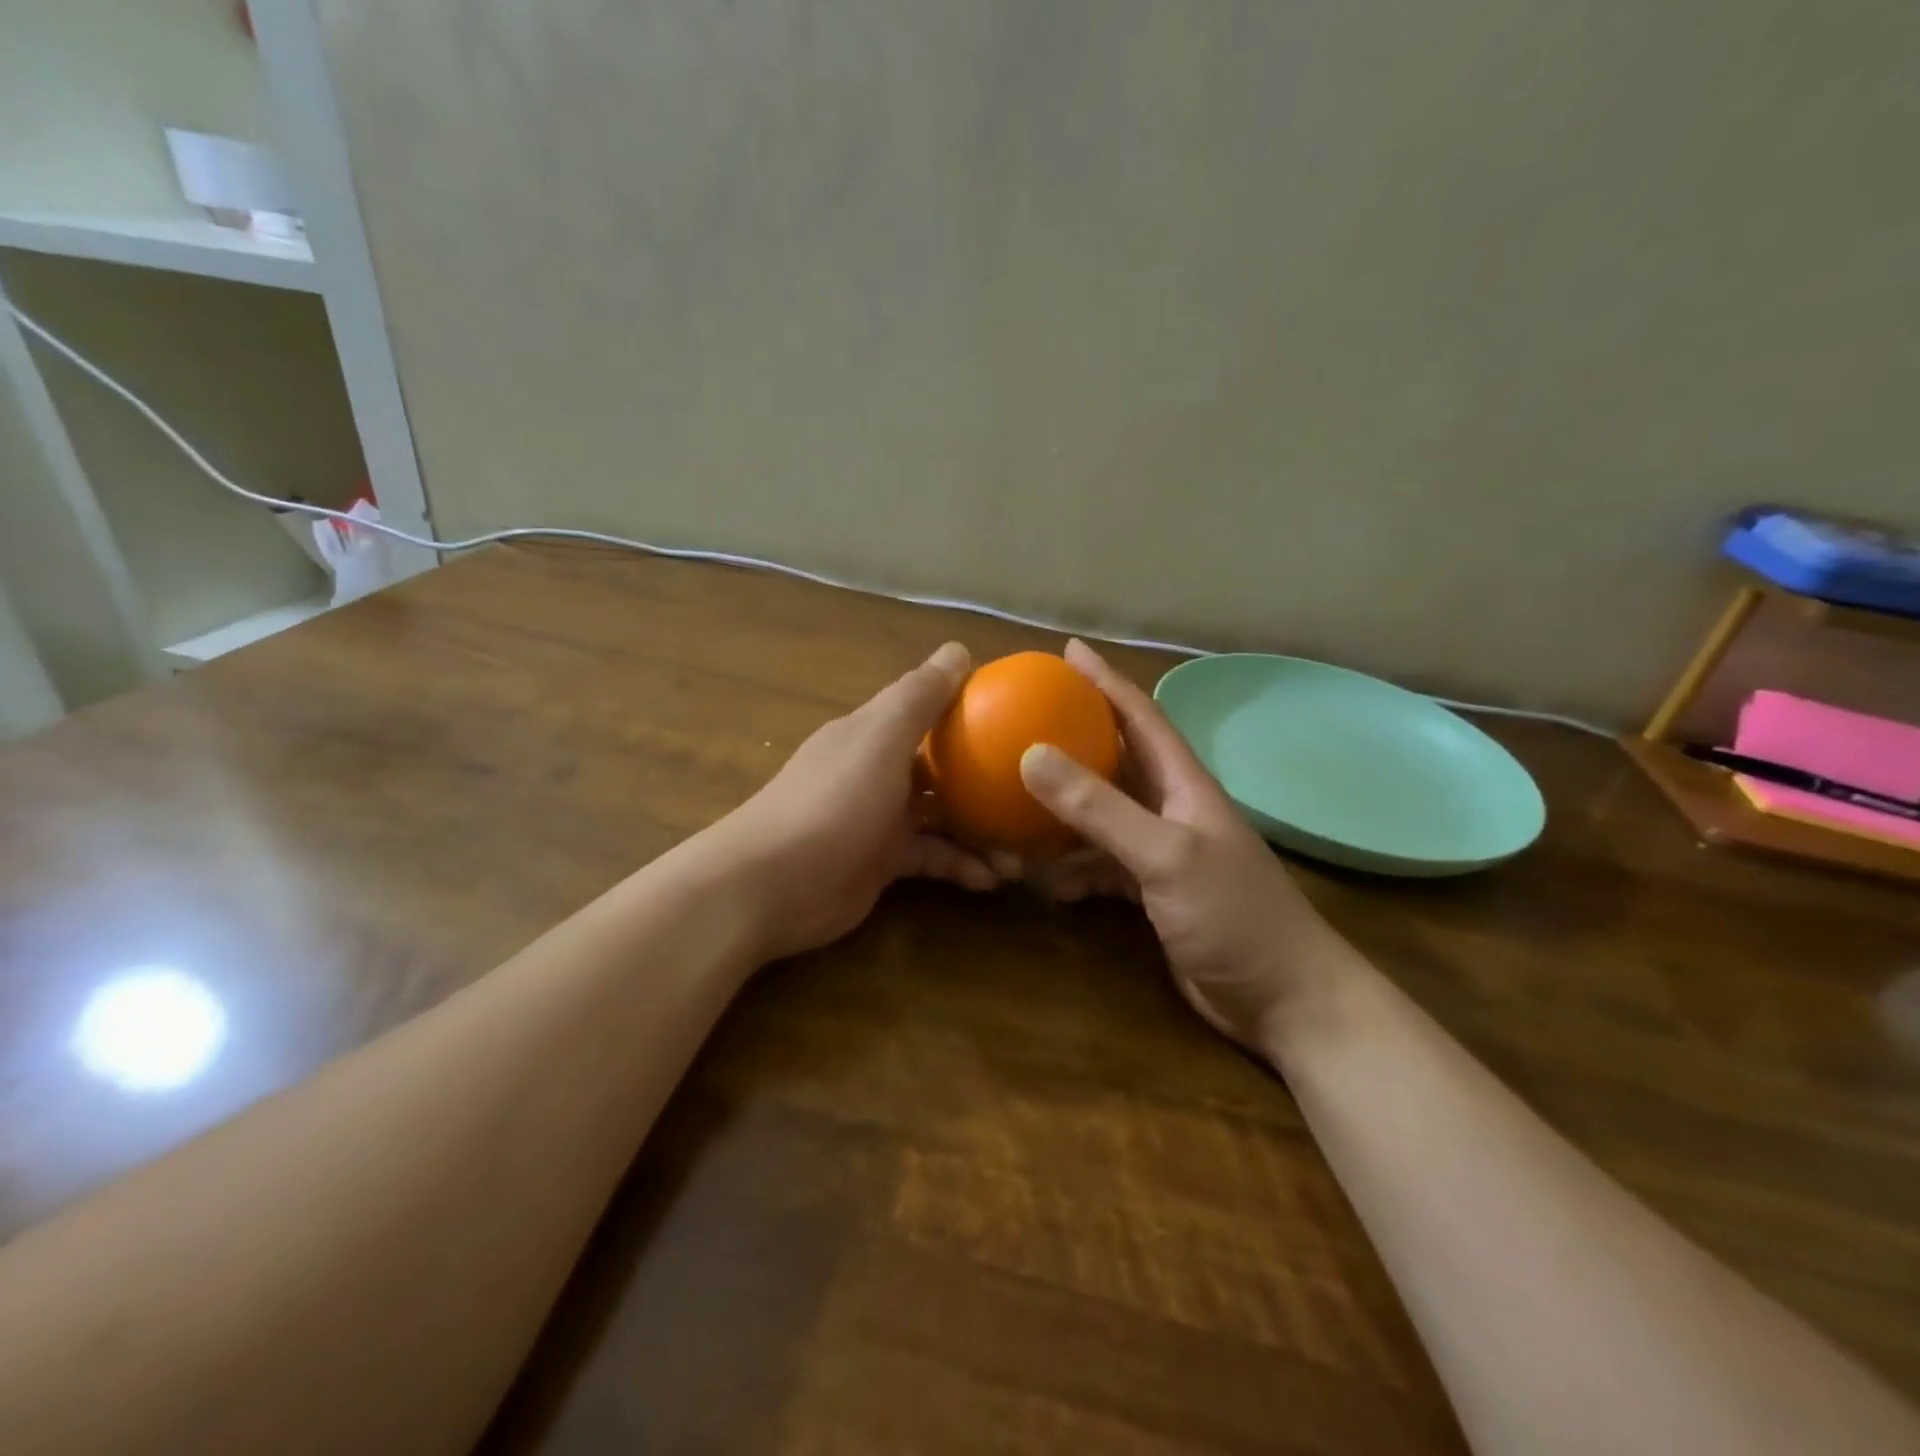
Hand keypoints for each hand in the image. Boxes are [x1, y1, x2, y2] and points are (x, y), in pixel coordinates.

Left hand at [702, 642, 997, 961]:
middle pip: (942, 765)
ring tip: (1025, 849)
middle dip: (985, 777)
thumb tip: (958, 648)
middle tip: (1033, 792)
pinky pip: (933, 858)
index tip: (1021, 717)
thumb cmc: (831, 802)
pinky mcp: (883, 863)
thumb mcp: (879, 740)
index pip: (929, 707)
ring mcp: (881, 818)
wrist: (769, 885)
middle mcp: (880, 769)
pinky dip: (961, 866)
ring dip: (981, 828)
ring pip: (943, 816)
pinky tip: (992, 880)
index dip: (971, 707)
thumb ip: (919, 696)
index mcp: (875, 732)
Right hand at [1017, 640, 1360, 1048]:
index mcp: (1183, 783)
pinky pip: (1098, 866)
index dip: (1104, 681)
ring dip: (1059, 816)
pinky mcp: (1150, 892)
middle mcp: (1170, 808)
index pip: (1139, 716)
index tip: (1066, 651)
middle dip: (1070, 741)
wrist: (1283, 1000)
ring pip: (1098, 818)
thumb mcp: (1165, 855)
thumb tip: (1032, 755)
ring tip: (1011, 809)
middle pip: (1112, 761)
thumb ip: (1100, 807)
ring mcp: (1159, 852)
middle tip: (1020, 725)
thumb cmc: (1234, 915)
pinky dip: (1071, 870)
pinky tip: (1044, 882)